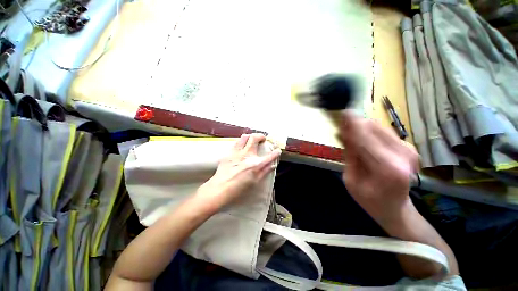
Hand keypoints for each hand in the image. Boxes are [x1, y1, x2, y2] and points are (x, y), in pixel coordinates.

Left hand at [197, 133, 281, 210]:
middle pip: (255, 138)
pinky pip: (236, 143)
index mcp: (255, 165)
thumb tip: (272, 165)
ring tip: (252, 140)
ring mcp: (237, 153)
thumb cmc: (238, 189)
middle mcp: (247, 156)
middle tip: (263, 139)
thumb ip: (264, 172)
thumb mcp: (255, 182)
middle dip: (261, 136)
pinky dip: (241, 142)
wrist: (220, 188)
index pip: (269, 156)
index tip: (277, 150)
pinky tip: (242, 146)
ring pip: (244, 137)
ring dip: (250, 136)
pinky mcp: (229, 153)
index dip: (276, 152)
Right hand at [338, 111, 418, 223]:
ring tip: (350, 133)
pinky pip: (385, 132)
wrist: (396, 209)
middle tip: (342, 125)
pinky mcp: (409, 148)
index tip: (343, 112)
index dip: (353, 124)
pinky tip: (363, 139)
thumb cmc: (369, 200)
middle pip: (375, 128)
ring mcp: (409, 150)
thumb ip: (350, 155)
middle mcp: (403, 155)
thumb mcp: (351, 180)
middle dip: (357, 124)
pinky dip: (370, 132)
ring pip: (380, 127)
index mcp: (387, 168)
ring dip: (363, 127)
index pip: (365, 139)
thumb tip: (344, 133)